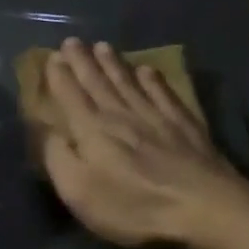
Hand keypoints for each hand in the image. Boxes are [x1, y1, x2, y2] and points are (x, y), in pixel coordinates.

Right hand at [40, 39, 248, 248]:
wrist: (204, 207)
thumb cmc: (134, 207)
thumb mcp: (80, 193)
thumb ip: (58, 158)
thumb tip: (44, 130)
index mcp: (92, 130)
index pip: (71, 96)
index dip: (60, 76)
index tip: (53, 56)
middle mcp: (121, 114)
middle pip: (98, 83)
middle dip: (83, 61)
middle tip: (73, 42)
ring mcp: (156, 116)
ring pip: (129, 82)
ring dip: (114, 64)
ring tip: (103, 47)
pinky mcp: (184, 125)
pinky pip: (163, 93)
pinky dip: (153, 80)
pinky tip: (148, 70)